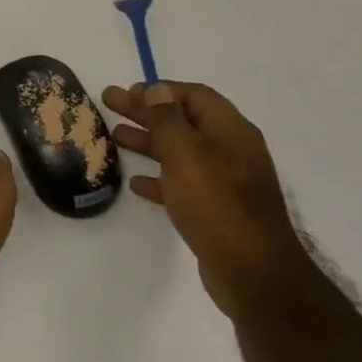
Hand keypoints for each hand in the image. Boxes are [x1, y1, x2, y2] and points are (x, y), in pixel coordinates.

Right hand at [101, 81, 306, 317]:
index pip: (195, 96)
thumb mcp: (185, 152)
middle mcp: (231, 151)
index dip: (160, 90)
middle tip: (109, 103)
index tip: (127, 92)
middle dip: (146, 112)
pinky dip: (159, 178)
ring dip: (148, 142)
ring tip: (115, 137)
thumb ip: (167, 119)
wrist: (252, 270)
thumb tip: (157, 90)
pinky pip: (183, 184)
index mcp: (230, 131)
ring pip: (181, 152)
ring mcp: (226, 182)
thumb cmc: (215, 201)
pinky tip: (136, 183)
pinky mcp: (217, 210)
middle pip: (184, 121)